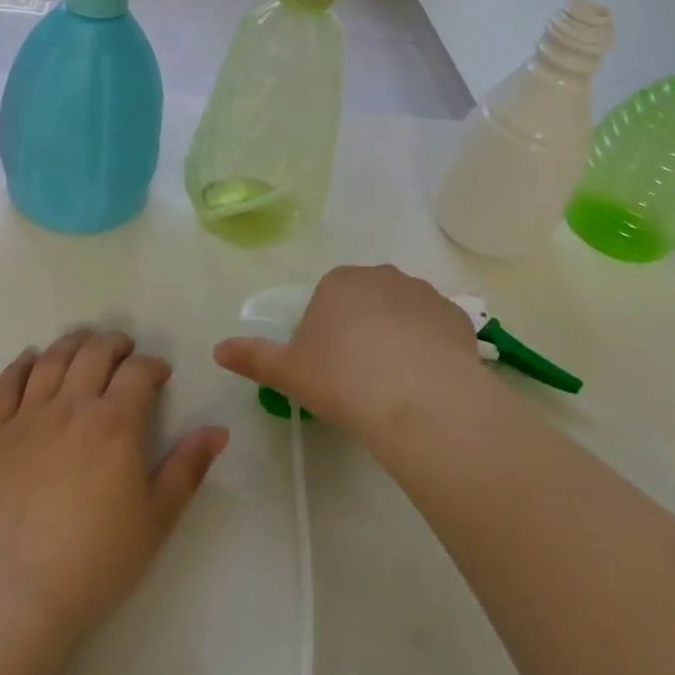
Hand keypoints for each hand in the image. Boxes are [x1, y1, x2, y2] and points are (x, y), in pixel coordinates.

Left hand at [0, 330, 228, 653]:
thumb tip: (218, 430)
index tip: (160, 375)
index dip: (153, 365)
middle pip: (94, 353)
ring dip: (73, 343)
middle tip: (124, 351)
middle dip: (115, 344)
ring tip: (84, 344)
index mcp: (115, 422)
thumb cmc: (95, 561)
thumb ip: (188, 467)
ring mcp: (27, 418)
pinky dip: (22, 364)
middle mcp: (71, 406)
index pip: (138, 371)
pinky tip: (31, 360)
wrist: (13, 599)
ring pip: (52, 360)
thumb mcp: (157, 518)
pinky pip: (6, 384)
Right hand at [213, 265, 491, 441]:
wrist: (418, 397)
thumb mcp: (289, 372)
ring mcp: (423, 293)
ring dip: (398, 336)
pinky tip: (427, 381)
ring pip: (403, 313)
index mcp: (339, 282)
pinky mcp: (456, 316)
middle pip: (366, 301)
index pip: (328, 299)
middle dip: (362, 329)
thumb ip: (254, 357)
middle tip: (360, 377)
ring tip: (397, 383)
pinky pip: (436, 329)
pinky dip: (430, 347)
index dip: (326, 332)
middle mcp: (382, 276)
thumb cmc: (343, 379)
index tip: (329, 367)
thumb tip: (218, 349)